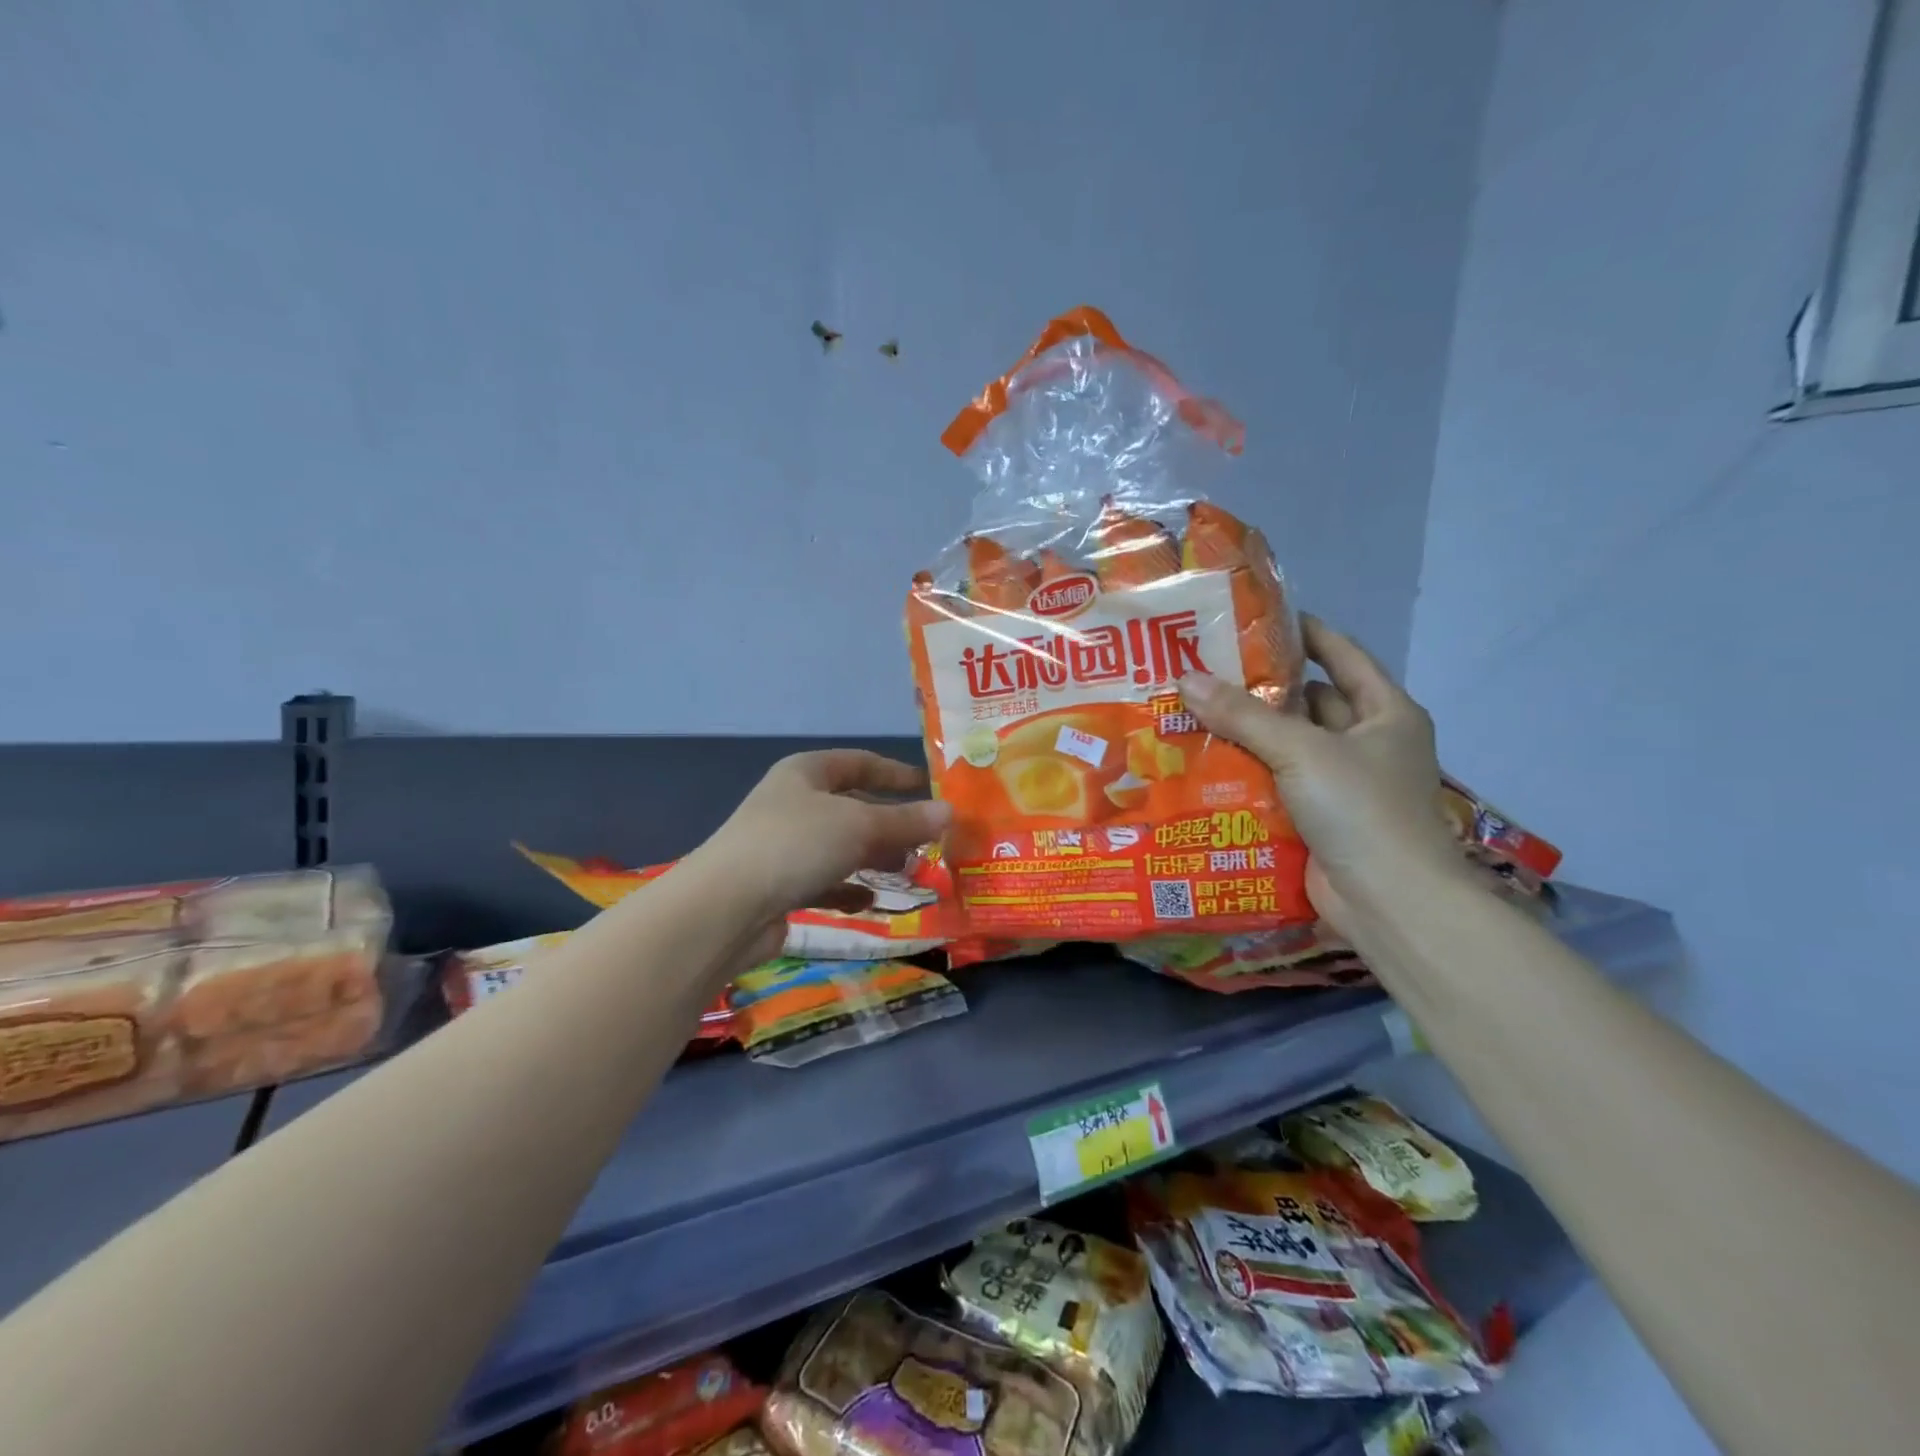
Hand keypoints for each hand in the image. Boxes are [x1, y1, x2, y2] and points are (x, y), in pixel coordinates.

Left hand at [693, 750, 951, 927]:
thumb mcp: (860, 826)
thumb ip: (906, 821)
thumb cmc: (796, 845)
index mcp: (806, 773)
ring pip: (840, 846)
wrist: (726, 908)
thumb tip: (950, 812)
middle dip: (890, 823)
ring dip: (873, 858)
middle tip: (927, 840)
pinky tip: (868, 900)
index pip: (859, 763)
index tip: (930, 787)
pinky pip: (824, 881)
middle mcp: (793, 804)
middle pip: (852, 806)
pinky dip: (847, 889)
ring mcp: (784, 846)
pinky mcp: (779, 886)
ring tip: (908, 872)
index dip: (896, 773)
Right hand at [1180, 616, 1467, 930]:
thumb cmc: (1360, 808)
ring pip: (1289, 746)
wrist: (1388, 902)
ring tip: (1194, 712)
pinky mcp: (1319, 818)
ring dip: (1250, 734)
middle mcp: (1368, 743)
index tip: (1259, 620)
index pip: (1343, 657)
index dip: (1306, 635)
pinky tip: (1205, 763)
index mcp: (1385, 713)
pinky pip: (1278, 784)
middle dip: (1263, 689)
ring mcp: (1344, 784)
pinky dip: (1248, 774)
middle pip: (1311, 703)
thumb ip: (1243, 715)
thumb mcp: (1301, 750)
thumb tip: (1186, 678)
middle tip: (1207, 671)